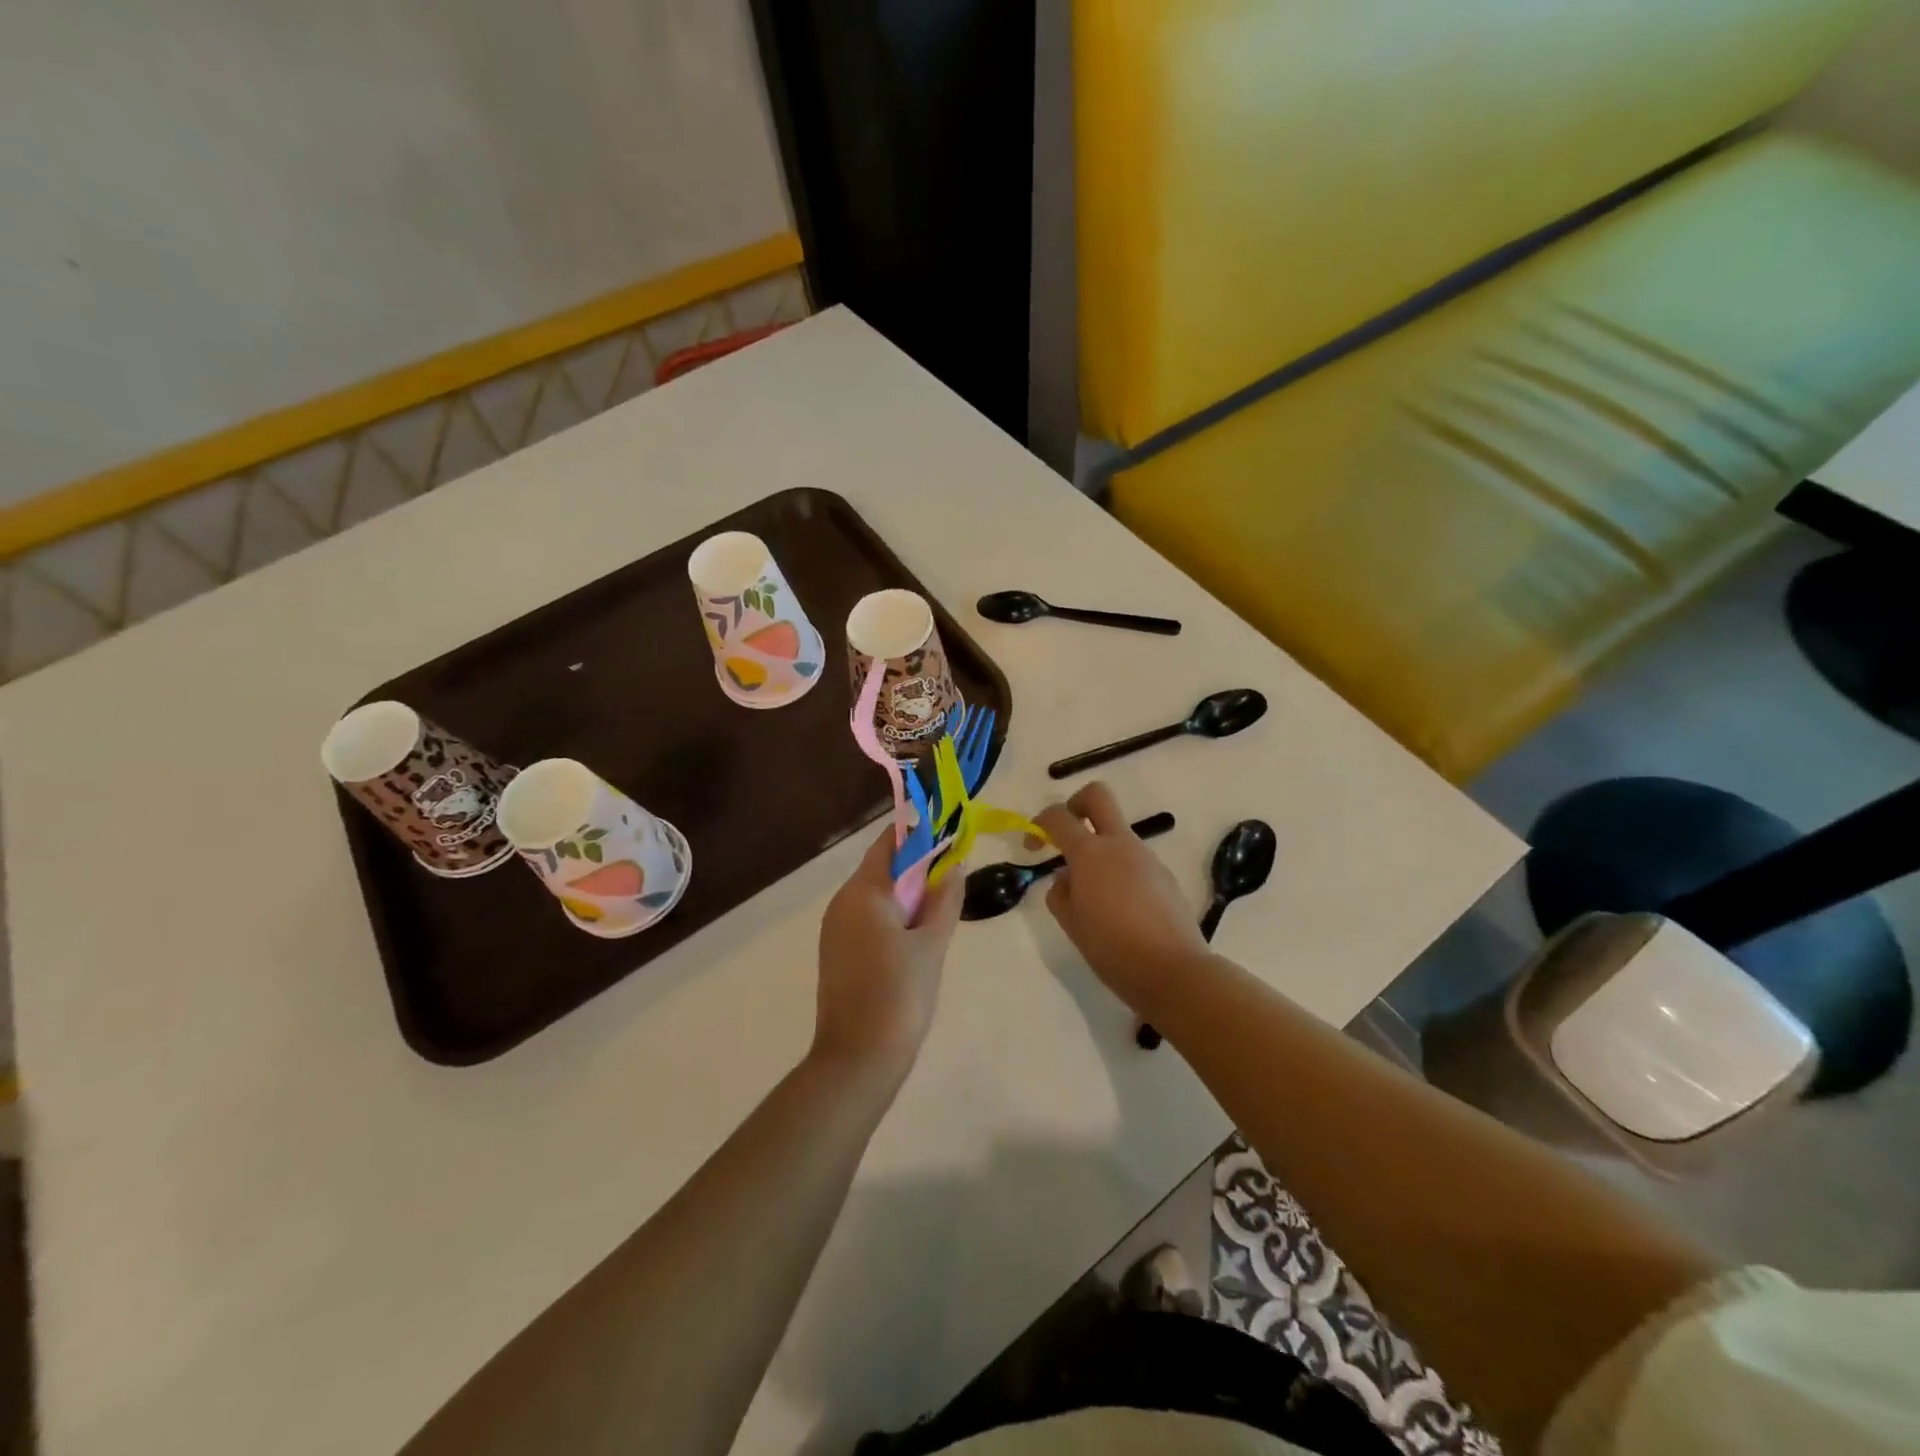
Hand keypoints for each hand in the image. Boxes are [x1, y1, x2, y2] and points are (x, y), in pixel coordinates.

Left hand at [812, 826, 963, 1083]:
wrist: (858, 1060)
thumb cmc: (900, 995)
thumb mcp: (933, 944)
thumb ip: (945, 899)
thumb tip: (954, 864)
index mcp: (863, 893)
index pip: (888, 844)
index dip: (918, 835)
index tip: (948, 838)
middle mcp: (842, 903)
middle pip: (881, 869)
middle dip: (916, 869)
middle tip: (952, 881)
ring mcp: (835, 929)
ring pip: (875, 896)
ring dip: (906, 895)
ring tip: (939, 913)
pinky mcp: (836, 953)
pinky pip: (866, 919)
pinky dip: (891, 917)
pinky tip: (915, 940)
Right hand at [1035, 782, 1208, 1017]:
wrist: (1173, 971)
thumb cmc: (1113, 949)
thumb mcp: (1071, 924)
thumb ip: (1060, 893)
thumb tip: (1067, 877)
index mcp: (1090, 854)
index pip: (1058, 817)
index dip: (1039, 823)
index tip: (1032, 845)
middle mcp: (1120, 845)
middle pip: (1097, 796)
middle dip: (1075, 804)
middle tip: (1066, 833)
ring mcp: (1147, 858)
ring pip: (1118, 832)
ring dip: (1099, 847)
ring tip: (1093, 894)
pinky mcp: (1165, 875)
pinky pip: (1134, 859)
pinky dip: (1119, 870)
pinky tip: (1120, 909)